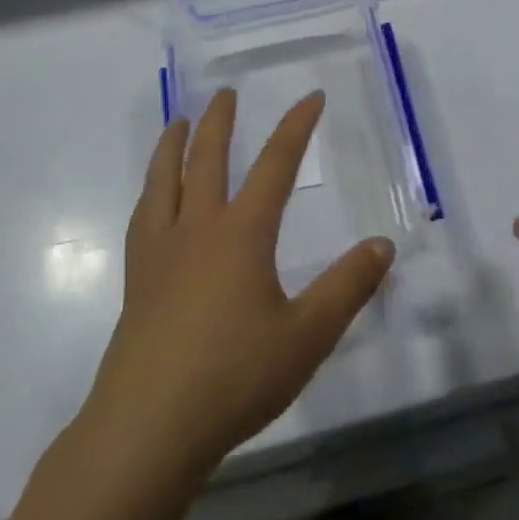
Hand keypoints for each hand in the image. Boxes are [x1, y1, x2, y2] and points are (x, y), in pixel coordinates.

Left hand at [80, 87, 394, 486]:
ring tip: (177, 123)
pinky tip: (153, 200)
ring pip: (163, 182)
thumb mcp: (308, 335)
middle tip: (225, 93)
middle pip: (207, 160)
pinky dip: (151, 192)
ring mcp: (159, 254)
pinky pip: (143, 218)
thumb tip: (382, 244)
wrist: (148, 427)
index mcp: (241, 234)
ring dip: (172, 146)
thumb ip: (347, 287)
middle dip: (220, 122)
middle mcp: (197, 230)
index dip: (296, 127)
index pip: (275, 166)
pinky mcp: (136, 282)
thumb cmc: (235, 376)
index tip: (311, 97)